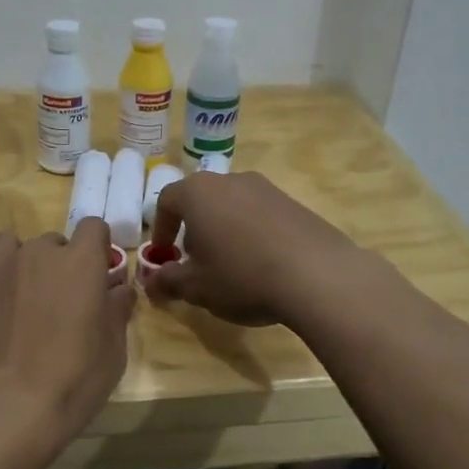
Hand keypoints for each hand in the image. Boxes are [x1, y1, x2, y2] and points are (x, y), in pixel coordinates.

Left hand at [0, 219, 134, 444]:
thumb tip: (119, 289)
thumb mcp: (113, 350)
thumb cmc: (73, 380)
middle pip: (52, 240)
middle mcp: (39, 253)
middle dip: (58, 263)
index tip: (96, 274)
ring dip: (18, 260)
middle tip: (57, 300)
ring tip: (19, 293)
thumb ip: (117, 310)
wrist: (7, 406)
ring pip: (9, 243)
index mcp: (81, 262)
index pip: (93, 227)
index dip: (96, 248)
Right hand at [147, 171, 357, 326]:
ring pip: (233, 205)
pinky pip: (261, 214)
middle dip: (193, 228)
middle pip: (201, 199)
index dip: (161, 229)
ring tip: (230, 263)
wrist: (317, 275)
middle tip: (195, 260)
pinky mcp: (294, 202)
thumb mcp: (196, 287)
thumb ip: (168, 281)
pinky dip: (253, 233)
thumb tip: (151, 283)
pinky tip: (263, 263)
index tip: (164, 255)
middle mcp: (231, 180)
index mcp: (198, 193)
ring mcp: (266, 188)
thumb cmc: (241, 276)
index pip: (167, 200)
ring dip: (224, 229)